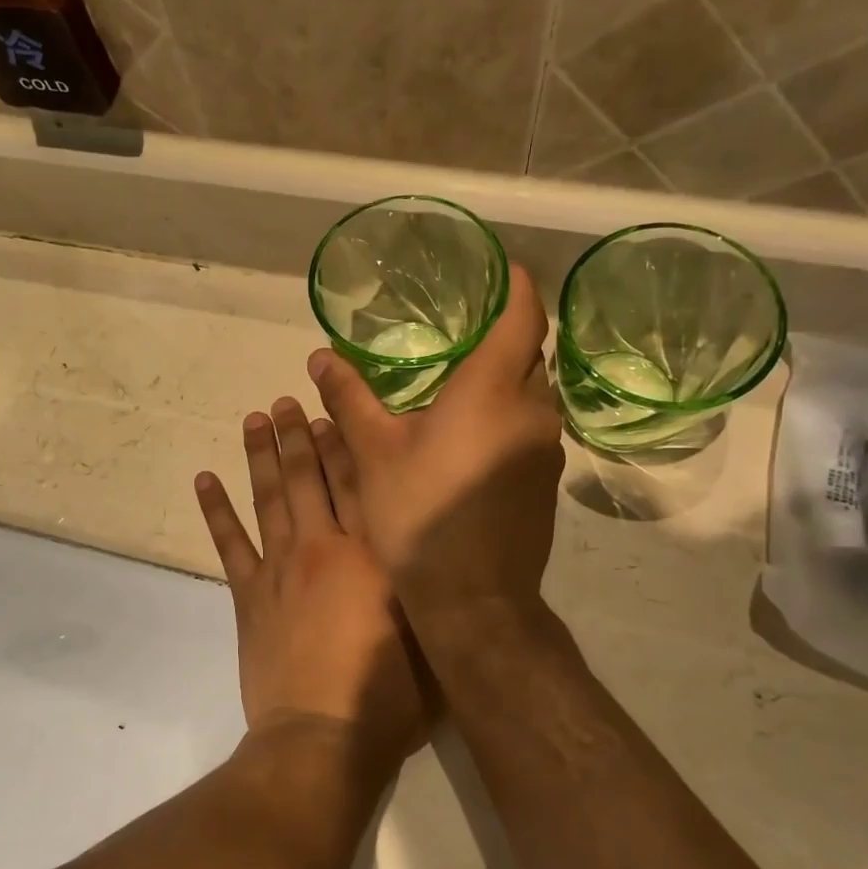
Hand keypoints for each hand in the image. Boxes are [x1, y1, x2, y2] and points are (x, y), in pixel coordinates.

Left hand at [195, 396, 427, 769]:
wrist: (322, 737)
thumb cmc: (390, 694)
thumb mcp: (429, 631)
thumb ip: (424, 581)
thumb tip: (425, 542)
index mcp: (371, 552)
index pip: (356, 481)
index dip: (343, 442)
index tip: (331, 410)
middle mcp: (323, 546)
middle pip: (308, 478)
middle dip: (297, 435)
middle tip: (284, 401)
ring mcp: (280, 569)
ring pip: (268, 498)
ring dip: (259, 456)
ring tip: (252, 420)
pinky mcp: (249, 597)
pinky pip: (228, 544)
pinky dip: (216, 510)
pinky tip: (205, 480)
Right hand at [306, 264, 563, 619]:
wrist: (474, 600)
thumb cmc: (419, 515)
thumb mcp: (373, 452)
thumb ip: (350, 398)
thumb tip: (320, 356)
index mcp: (493, 389)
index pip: (522, 314)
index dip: (514, 284)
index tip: (496, 268)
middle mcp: (533, 410)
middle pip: (528, 353)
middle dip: (500, 335)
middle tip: (457, 330)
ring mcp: (546, 449)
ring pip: (529, 394)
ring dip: (500, 382)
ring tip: (454, 385)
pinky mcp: (546, 481)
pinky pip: (529, 428)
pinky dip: (503, 417)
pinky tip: (465, 439)